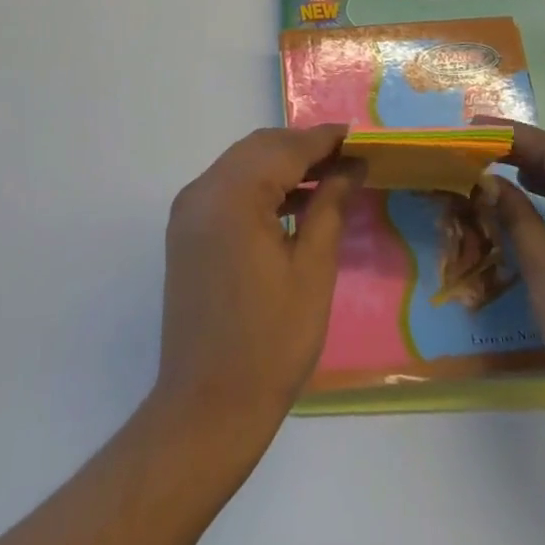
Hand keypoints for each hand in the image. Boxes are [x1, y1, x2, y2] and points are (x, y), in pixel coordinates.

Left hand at [151, 126, 359, 447]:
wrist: (206, 408)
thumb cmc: (270, 342)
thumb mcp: (312, 270)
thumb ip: (330, 205)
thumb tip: (351, 165)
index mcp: (233, 195)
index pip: (286, 148)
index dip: (324, 139)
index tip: (358, 136)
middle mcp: (204, 190)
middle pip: (260, 148)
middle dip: (303, 148)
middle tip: (346, 158)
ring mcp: (190, 209)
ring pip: (242, 163)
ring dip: (282, 164)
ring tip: (327, 177)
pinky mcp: (186, 230)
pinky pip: (228, 187)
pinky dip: (260, 185)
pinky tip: (292, 201)